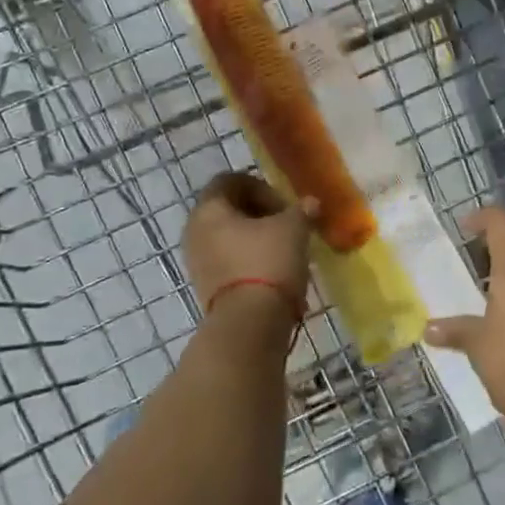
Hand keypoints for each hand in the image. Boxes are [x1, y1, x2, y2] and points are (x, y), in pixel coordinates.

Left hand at [183, 171, 311, 315]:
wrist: (249, 323)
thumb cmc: (268, 262)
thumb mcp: (293, 228)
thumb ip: (301, 211)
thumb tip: (310, 204)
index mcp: (209, 208)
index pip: (230, 181)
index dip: (260, 186)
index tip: (284, 205)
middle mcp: (195, 230)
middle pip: (228, 210)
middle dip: (260, 214)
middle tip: (288, 225)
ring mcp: (197, 262)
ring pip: (229, 238)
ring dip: (256, 239)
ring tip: (285, 250)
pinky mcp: (206, 287)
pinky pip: (229, 262)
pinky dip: (250, 260)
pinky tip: (275, 272)